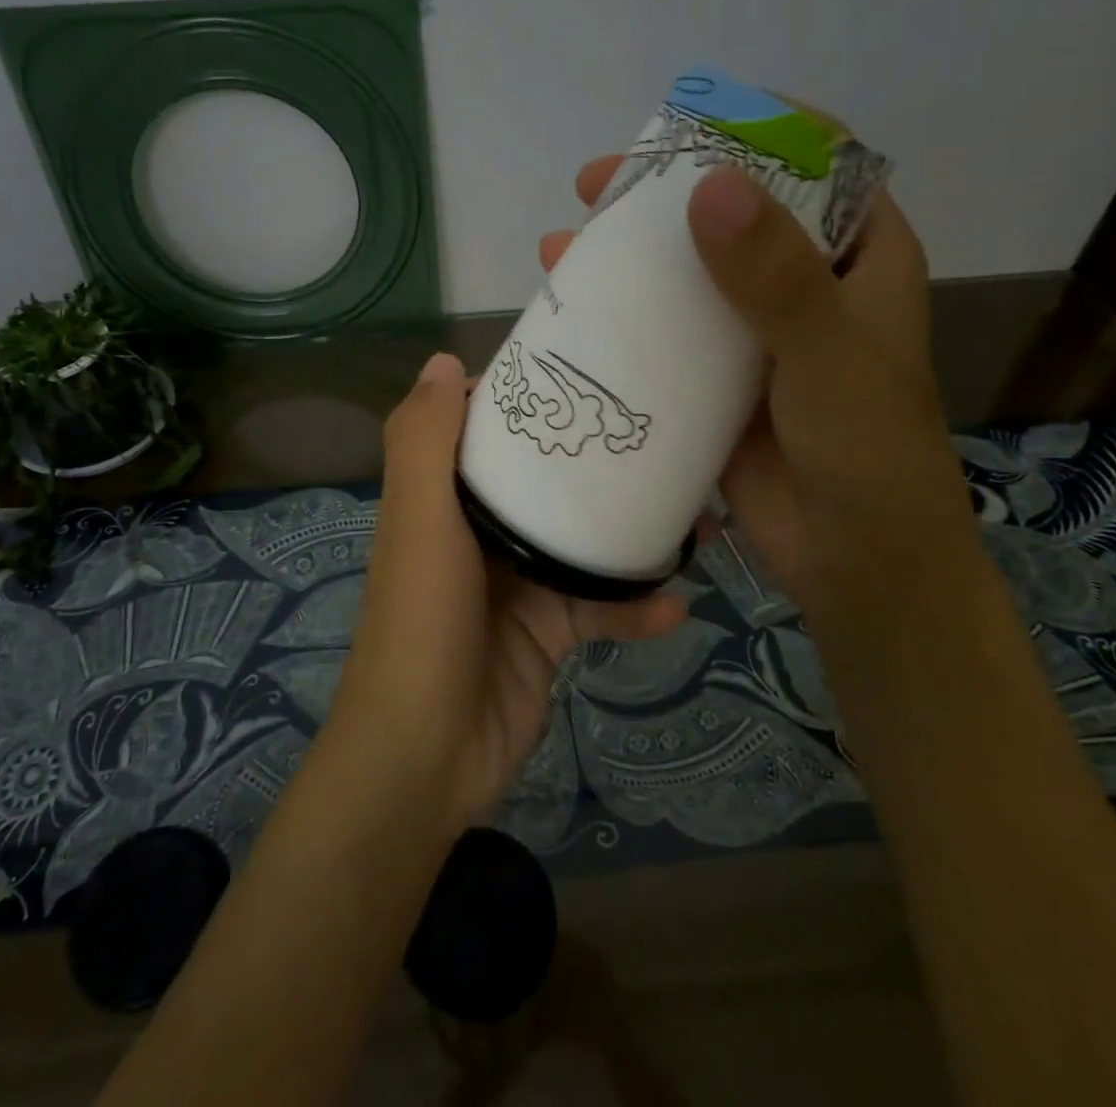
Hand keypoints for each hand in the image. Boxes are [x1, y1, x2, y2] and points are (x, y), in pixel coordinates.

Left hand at [325, 353, 685, 833]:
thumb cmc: (421, 622)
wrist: (426, 755)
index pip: (484, 430)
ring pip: (581, 540)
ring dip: (631, 530)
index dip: (525, 398)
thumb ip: (423, 442)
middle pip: (542, 480)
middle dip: (593, 459)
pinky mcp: (548, 632)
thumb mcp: (418, 520)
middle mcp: (478, 531)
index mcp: (444, 497)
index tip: (581, 369)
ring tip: (697, 513)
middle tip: (660, 433)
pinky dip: (634, 606)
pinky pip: (599, 607)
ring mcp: (516, 583)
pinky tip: (677, 603)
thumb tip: (443, 360)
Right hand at [541, 157, 975, 611]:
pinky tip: (570, 310)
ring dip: (629, 255)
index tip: (683, 125)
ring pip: (686, 273)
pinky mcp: (713, 380)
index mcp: (857, 259)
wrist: (855, 563)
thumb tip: (709, 186)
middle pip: (731, 213)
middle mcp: (803, 286)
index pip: (812, 165)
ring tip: (564, 243)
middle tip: (594, 185)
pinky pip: (664, 334)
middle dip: (663, 194)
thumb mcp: (829, 357)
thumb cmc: (866, 453)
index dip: (752, 132)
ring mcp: (752, 334)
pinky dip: (622, 318)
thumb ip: (776, 278)